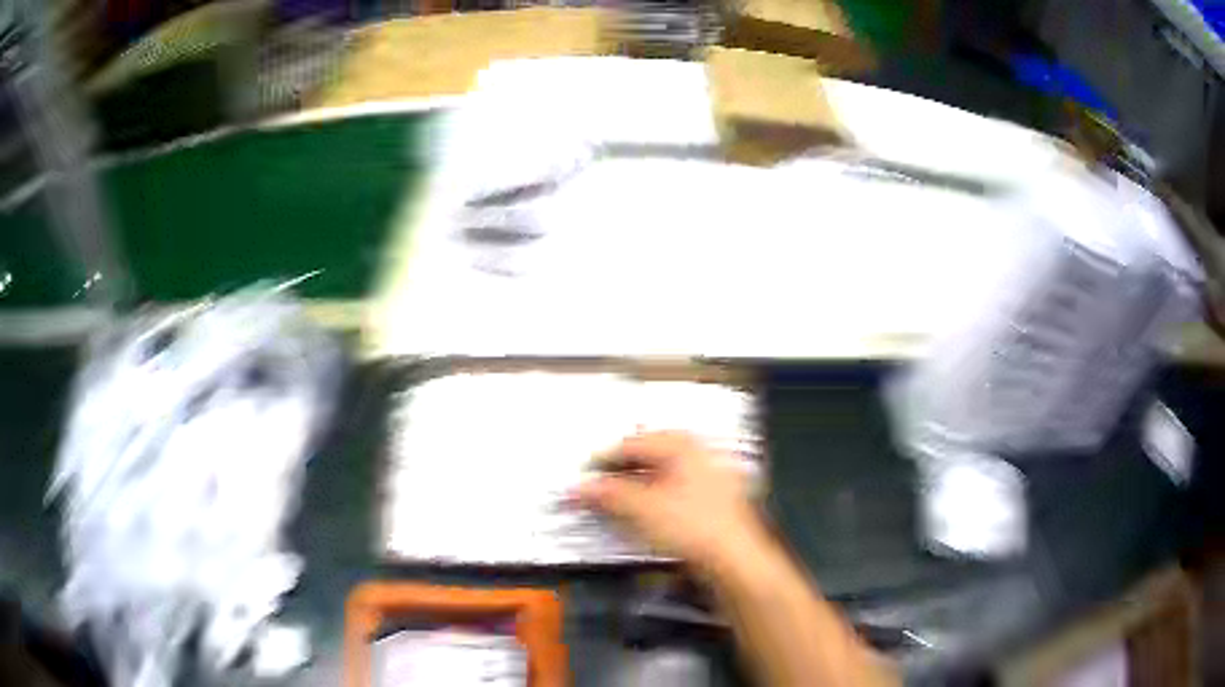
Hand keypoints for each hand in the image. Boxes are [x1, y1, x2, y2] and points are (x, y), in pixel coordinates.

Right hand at [576, 431, 769, 571]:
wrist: (734, 560)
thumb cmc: (692, 526)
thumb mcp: (640, 508)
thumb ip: (606, 494)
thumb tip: (579, 489)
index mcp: (683, 443)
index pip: (631, 444)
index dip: (602, 461)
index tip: (582, 478)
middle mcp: (699, 452)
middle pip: (648, 457)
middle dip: (619, 474)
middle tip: (595, 490)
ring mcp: (711, 476)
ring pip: (662, 476)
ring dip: (635, 489)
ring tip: (614, 504)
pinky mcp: (714, 502)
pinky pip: (675, 493)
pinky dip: (654, 501)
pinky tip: (643, 516)